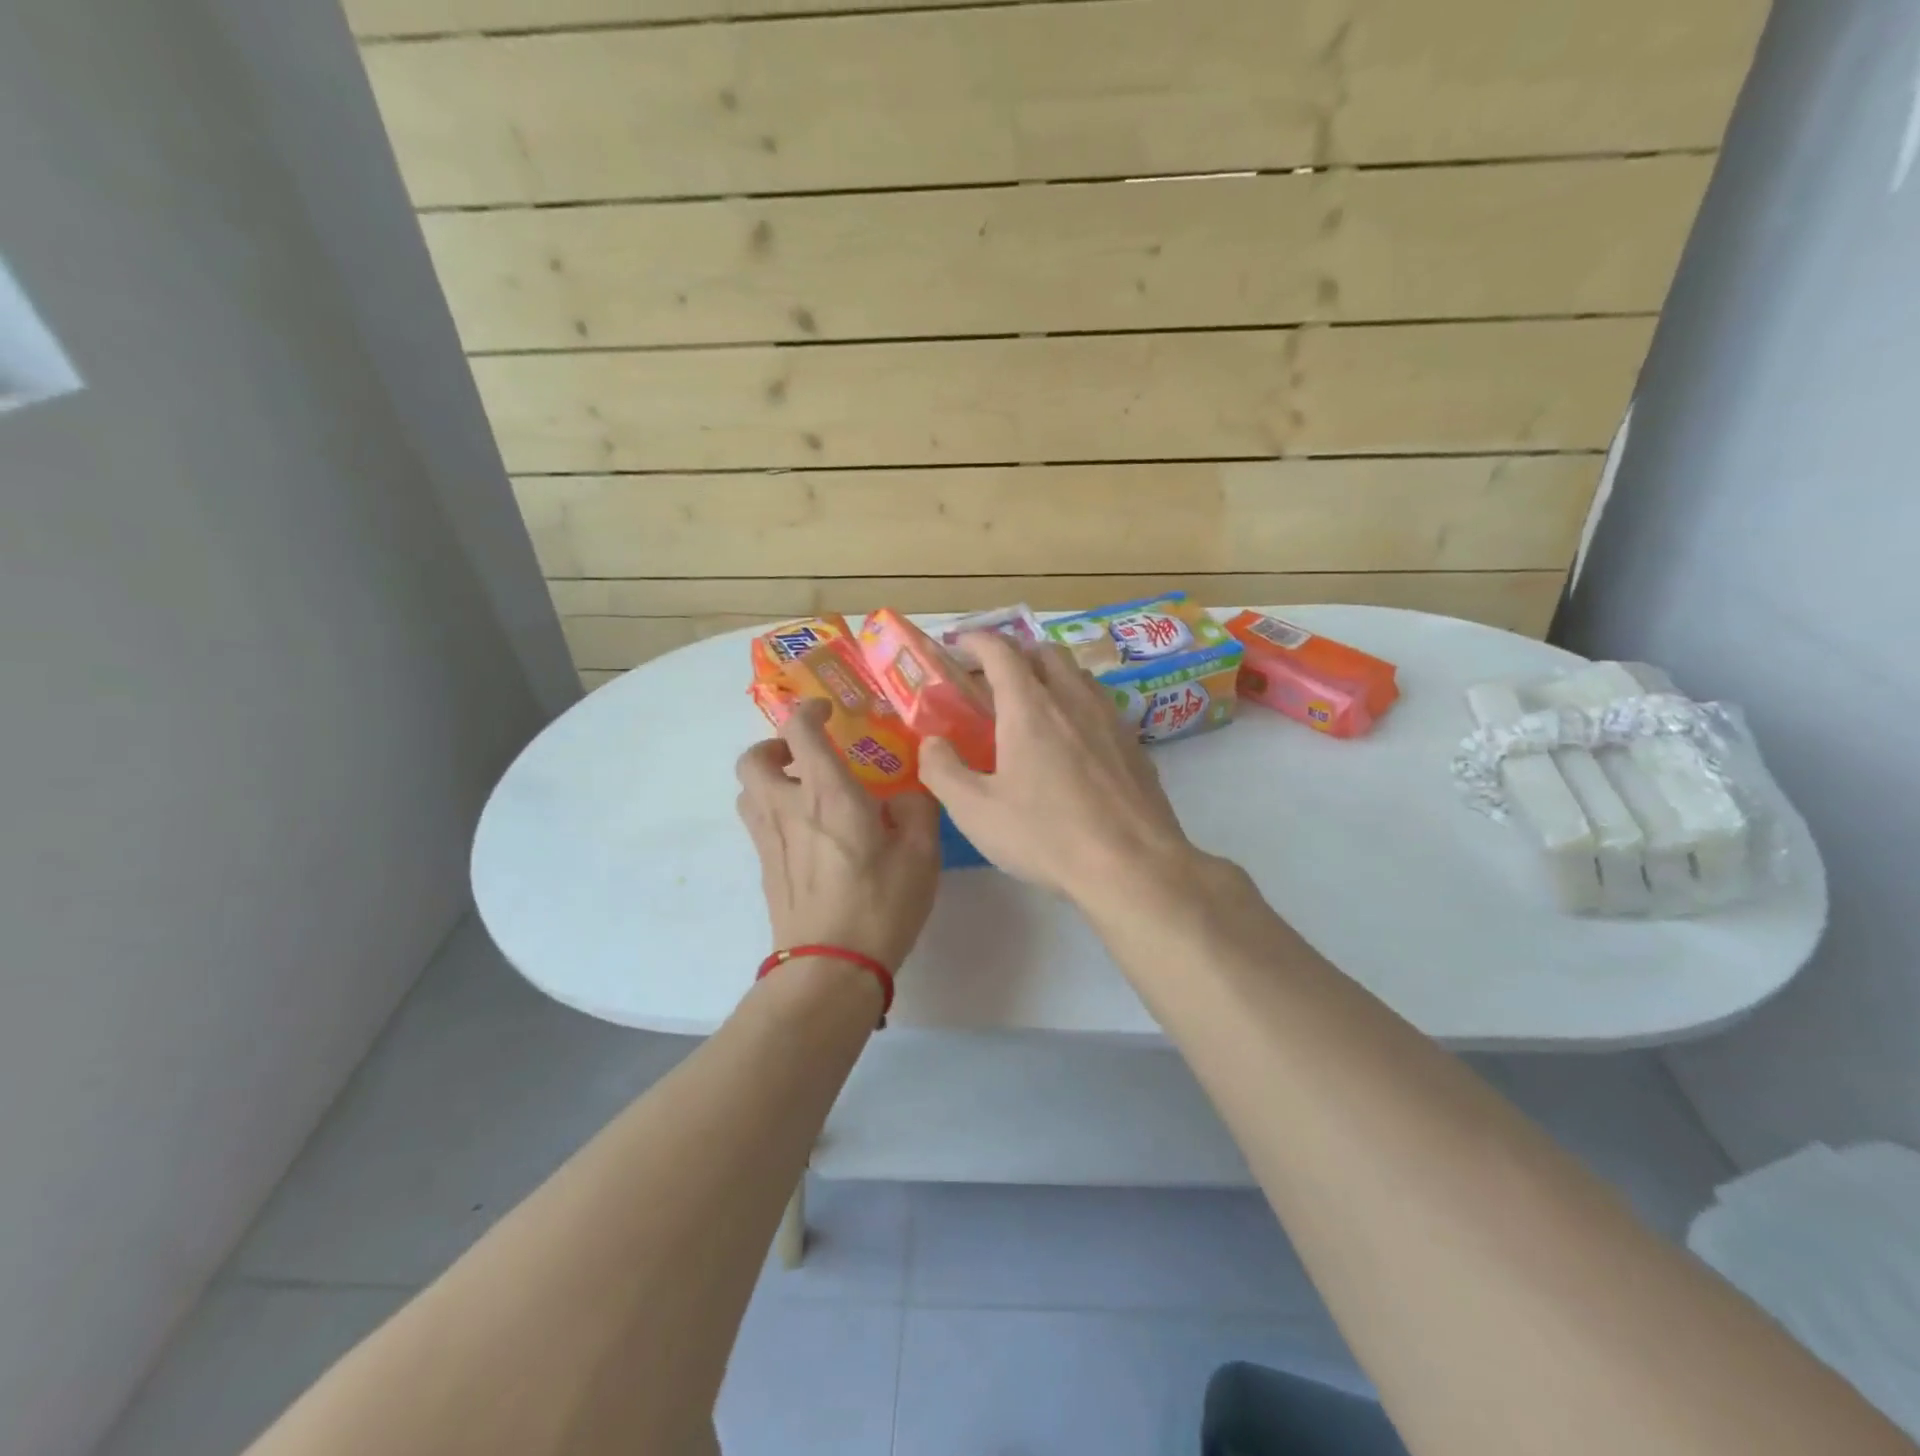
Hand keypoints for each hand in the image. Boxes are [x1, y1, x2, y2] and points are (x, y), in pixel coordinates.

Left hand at [735, 699, 941, 969]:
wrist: (831, 968)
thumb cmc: (881, 904)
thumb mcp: (922, 853)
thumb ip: (917, 808)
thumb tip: (903, 797)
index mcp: (828, 793)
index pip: (798, 730)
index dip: (809, 711)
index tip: (828, 712)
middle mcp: (788, 808)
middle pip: (753, 758)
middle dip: (774, 746)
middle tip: (806, 757)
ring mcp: (770, 841)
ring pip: (748, 792)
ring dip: (770, 780)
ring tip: (806, 793)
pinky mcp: (766, 869)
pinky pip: (758, 824)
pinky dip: (774, 813)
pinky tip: (811, 835)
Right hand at [918, 633, 1198, 906]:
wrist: (1132, 865)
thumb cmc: (1046, 836)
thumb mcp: (975, 811)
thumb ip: (943, 770)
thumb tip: (933, 743)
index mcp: (1029, 707)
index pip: (1001, 651)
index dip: (977, 640)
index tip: (960, 644)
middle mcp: (1072, 699)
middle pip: (1045, 652)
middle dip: (1016, 654)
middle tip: (994, 680)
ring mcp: (1110, 718)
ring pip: (1078, 675)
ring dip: (1051, 675)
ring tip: (1034, 706)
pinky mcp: (1134, 744)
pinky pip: (1101, 704)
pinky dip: (1078, 704)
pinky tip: (1073, 742)